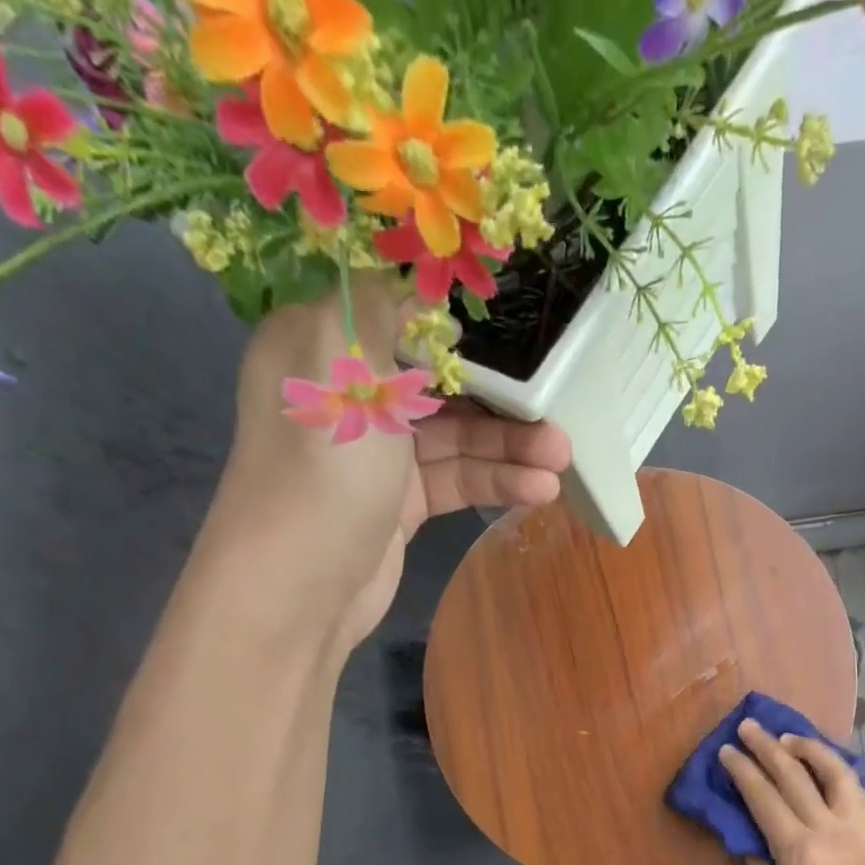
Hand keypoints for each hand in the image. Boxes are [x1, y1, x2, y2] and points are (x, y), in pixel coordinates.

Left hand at [200, 275, 569, 656]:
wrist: (302, 586)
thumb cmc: (324, 466)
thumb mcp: (345, 364)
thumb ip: (379, 305)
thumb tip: (414, 278)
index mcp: (320, 346)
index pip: (396, 314)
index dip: (456, 322)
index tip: (515, 328)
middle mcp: (348, 395)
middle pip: (437, 381)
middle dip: (499, 396)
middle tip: (557, 407)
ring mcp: (377, 456)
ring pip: (454, 438)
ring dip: (509, 447)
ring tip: (562, 459)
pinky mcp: (400, 505)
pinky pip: (455, 481)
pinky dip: (495, 483)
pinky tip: (539, 489)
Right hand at [718, 719, 864, 864]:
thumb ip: (757, 862)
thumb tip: (748, 833)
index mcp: (799, 848)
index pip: (765, 797)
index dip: (743, 770)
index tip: (727, 749)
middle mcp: (828, 829)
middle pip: (796, 776)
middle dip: (769, 747)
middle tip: (749, 726)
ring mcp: (853, 829)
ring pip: (836, 774)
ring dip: (811, 749)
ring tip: (790, 737)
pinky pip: (856, 792)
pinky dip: (840, 771)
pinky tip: (826, 766)